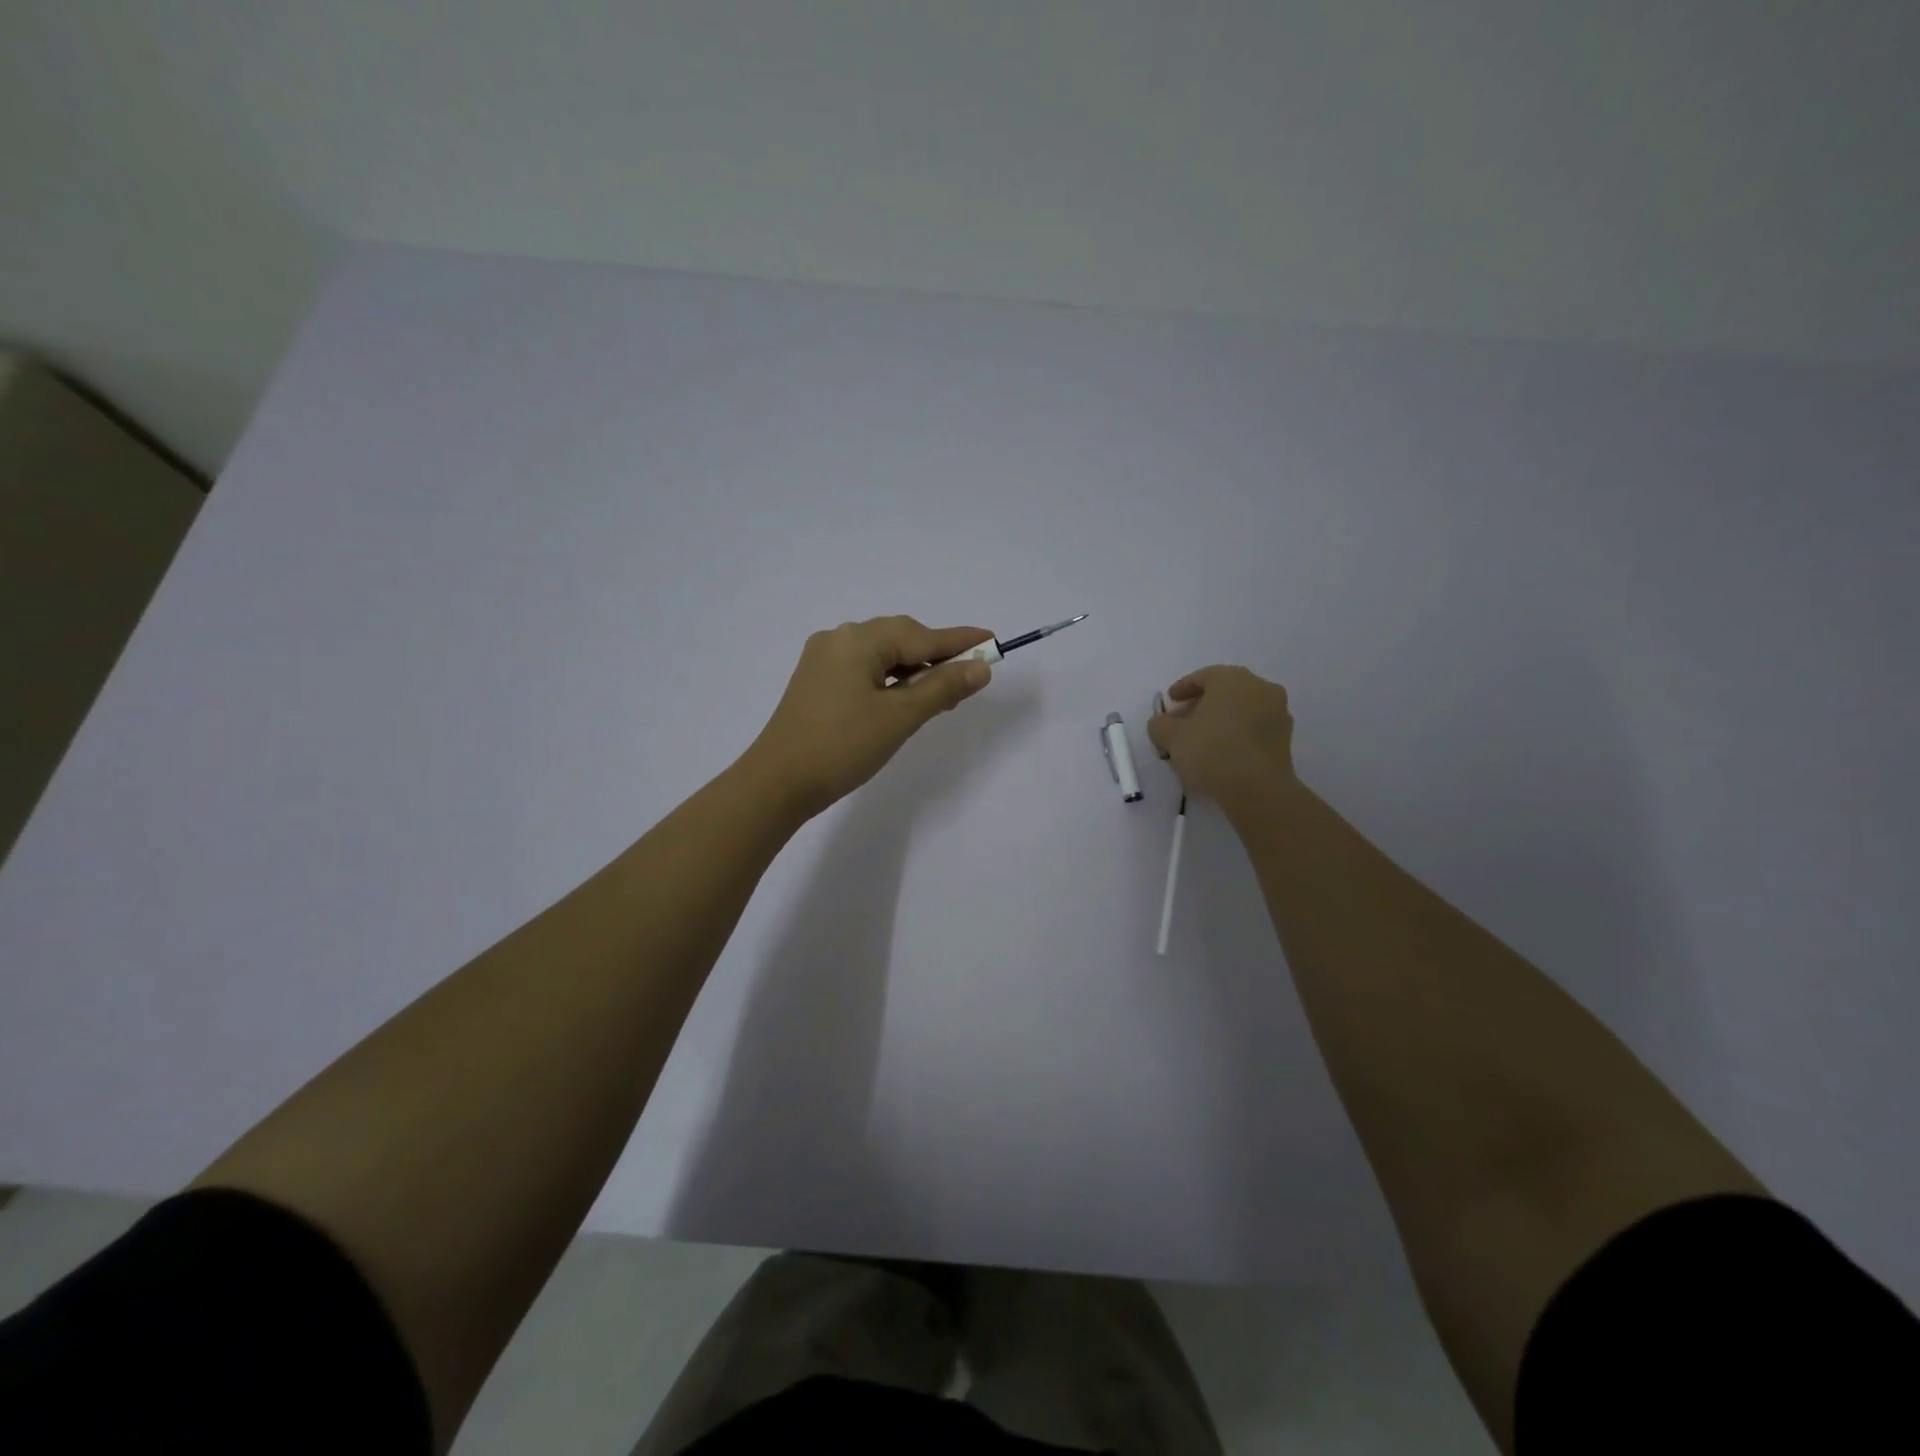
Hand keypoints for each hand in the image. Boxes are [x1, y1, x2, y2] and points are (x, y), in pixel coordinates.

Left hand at [744, 616, 995, 820]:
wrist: (778, 783)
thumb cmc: (842, 746)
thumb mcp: (900, 717)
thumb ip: (942, 688)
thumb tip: (980, 668)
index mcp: (858, 640)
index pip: (922, 636)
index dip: (960, 642)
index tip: (993, 641)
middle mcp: (838, 639)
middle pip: (900, 639)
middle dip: (936, 656)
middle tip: (968, 678)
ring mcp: (823, 660)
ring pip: (882, 655)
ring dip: (913, 670)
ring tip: (940, 695)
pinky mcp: (816, 681)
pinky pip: (864, 669)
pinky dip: (890, 680)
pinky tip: (903, 698)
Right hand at [1147, 665, 1296, 807]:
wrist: (1257, 788)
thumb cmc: (1210, 751)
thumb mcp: (1170, 737)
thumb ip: (1160, 724)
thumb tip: (1162, 723)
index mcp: (1231, 678)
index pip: (1203, 677)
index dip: (1182, 688)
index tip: (1170, 702)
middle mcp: (1259, 687)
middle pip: (1224, 691)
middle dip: (1201, 704)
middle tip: (1183, 721)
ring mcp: (1277, 711)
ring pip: (1241, 708)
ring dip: (1221, 718)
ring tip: (1202, 739)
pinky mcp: (1285, 736)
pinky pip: (1254, 726)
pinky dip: (1237, 732)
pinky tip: (1223, 751)